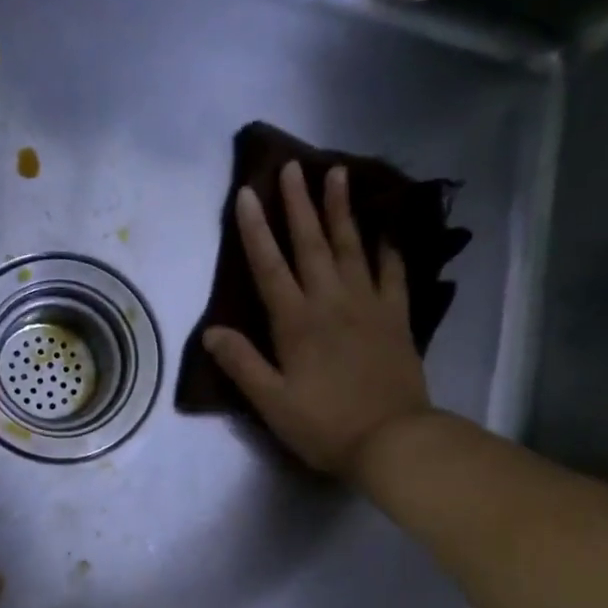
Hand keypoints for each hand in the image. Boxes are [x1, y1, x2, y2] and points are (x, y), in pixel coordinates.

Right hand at [204, 161, 432, 478]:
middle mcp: (331, 302)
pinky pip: (393, 272)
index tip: (246, 193)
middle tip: (293, 166)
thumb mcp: (272, 402)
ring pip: (352, 247)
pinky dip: (388, 247)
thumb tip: (211, 331)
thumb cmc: (324, 425)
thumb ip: (241, 364)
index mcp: (296, 322)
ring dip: (342, 210)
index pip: (269, 266)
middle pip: (312, 244)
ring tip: (338, 173)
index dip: (255, 230)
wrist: (393, 441)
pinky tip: (385, 227)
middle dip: (299, 204)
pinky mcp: (397, 318)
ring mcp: (368, 305)